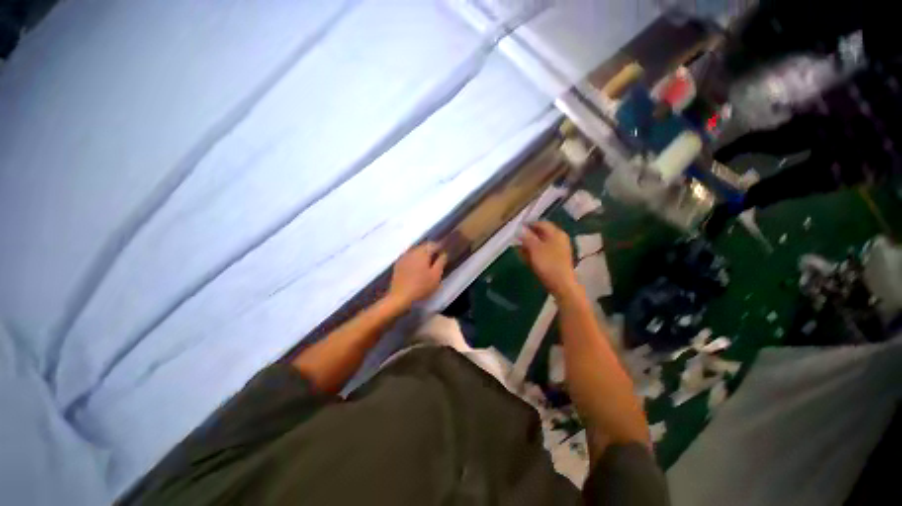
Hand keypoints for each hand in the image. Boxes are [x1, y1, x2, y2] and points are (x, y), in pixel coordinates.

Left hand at [388, 242, 446, 306]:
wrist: (400, 296)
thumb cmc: (421, 286)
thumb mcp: (436, 276)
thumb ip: (441, 262)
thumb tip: (444, 253)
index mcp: (422, 252)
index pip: (433, 244)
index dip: (440, 247)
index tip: (443, 253)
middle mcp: (412, 251)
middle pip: (423, 246)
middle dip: (430, 250)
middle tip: (435, 259)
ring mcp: (403, 257)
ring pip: (415, 251)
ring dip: (421, 254)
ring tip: (426, 263)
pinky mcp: (397, 263)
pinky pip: (408, 257)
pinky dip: (413, 259)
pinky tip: (415, 267)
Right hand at [519, 221, 578, 297]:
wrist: (562, 285)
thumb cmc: (548, 264)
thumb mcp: (535, 249)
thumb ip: (527, 237)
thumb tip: (520, 228)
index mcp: (556, 233)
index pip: (541, 223)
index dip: (528, 225)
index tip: (517, 230)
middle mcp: (560, 239)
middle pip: (542, 234)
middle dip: (529, 237)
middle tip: (517, 241)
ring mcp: (560, 250)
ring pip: (543, 244)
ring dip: (531, 246)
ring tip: (520, 251)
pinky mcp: (558, 260)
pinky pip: (545, 253)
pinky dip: (536, 254)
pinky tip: (528, 259)